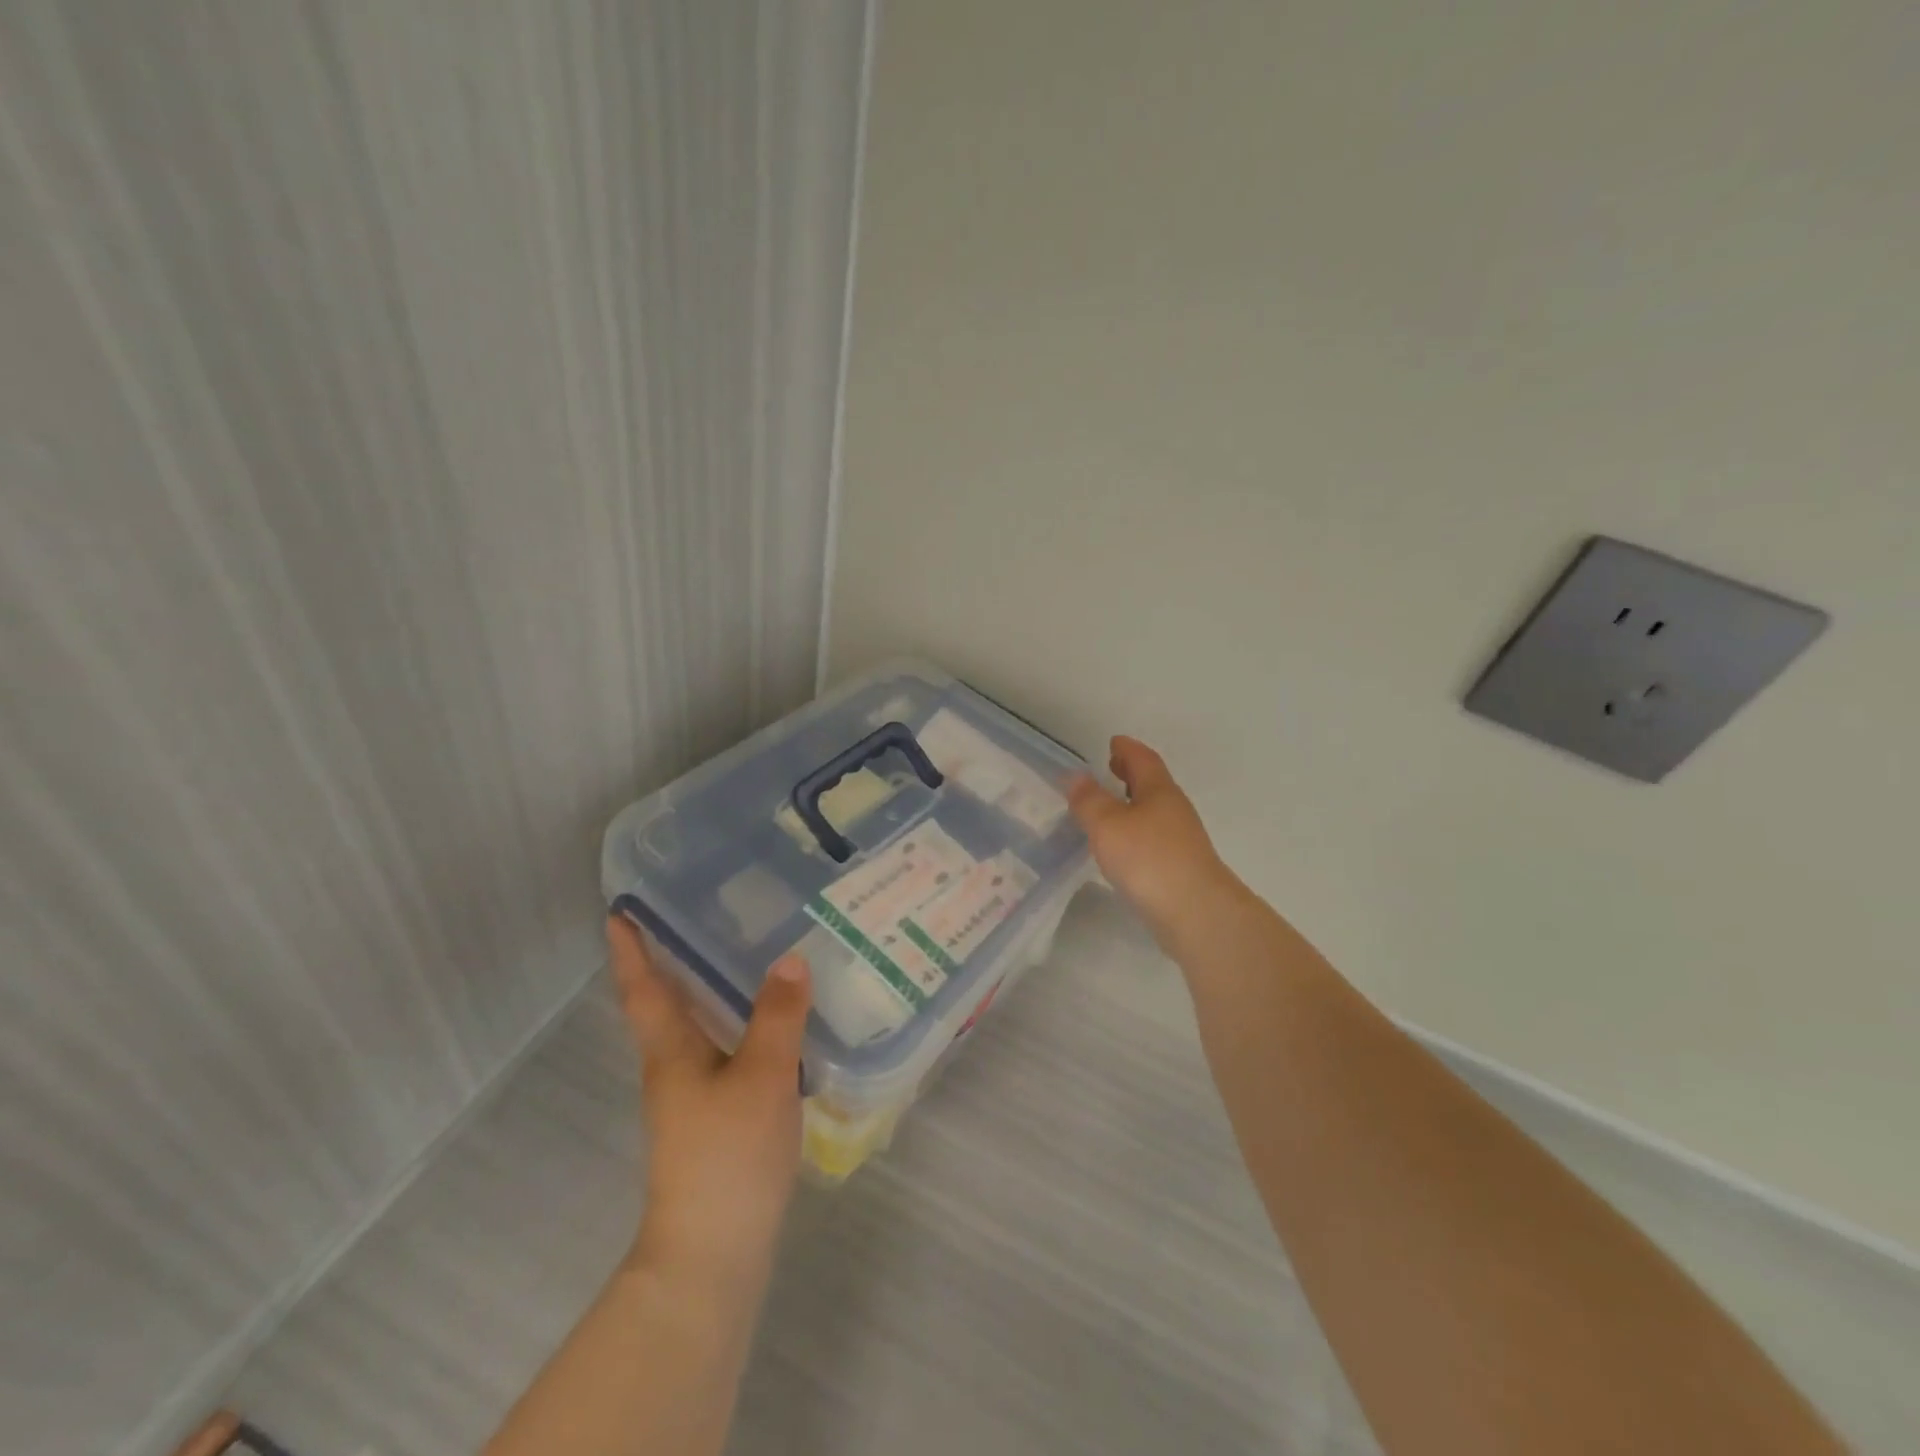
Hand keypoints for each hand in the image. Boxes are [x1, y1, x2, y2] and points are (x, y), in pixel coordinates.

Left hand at [608, 915, 809, 1292]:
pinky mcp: (715, 1118)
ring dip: (707, 989)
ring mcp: (692, 1096)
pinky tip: (772, 1021)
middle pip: (665, 1004)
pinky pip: (722, 1050)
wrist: (712, 1254)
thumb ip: (778, 1018)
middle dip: (671, 960)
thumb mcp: (762, 1077)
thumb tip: (790, 958)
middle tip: (701, 913)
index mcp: (671, 1052)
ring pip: (696, 1027)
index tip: (619, 910)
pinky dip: (737, 1023)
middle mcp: (673, 1068)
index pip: (644, 989)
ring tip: (743, 954)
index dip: (630, 950)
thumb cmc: (727, 1156)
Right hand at [1067, 736, 1243, 949]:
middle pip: (1152, 783)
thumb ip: (1089, 800)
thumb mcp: (1108, 825)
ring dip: (1133, 803)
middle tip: (1111, 767)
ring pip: (1154, 812)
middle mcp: (1174, 810)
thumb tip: (1075, 775)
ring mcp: (1181, 841)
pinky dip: (1136, 831)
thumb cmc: (1149, 860)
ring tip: (1111, 807)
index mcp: (1159, 792)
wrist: (1196, 914)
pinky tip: (1123, 846)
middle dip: (1131, 774)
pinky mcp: (1180, 868)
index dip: (1128, 749)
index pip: (1143, 760)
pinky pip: (1154, 837)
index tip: (1114, 741)